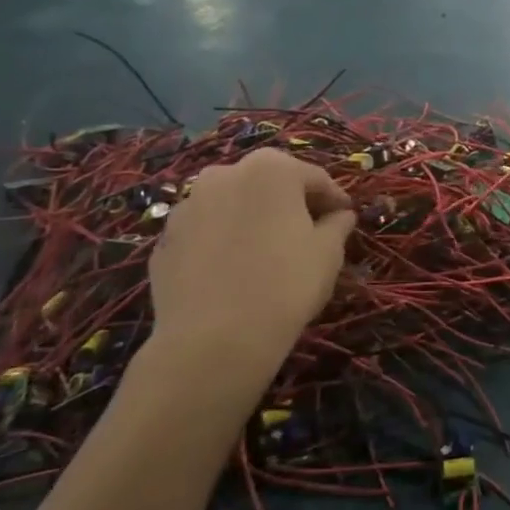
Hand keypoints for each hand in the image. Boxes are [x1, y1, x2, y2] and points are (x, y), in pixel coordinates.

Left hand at [144, 148, 355, 414]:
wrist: (213, 340)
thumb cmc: (286, 283)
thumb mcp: (329, 252)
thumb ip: (337, 224)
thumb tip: (339, 216)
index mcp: (271, 169)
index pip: (314, 178)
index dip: (334, 199)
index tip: (345, 218)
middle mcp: (224, 175)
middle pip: (268, 184)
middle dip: (289, 203)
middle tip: (309, 231)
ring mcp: (187, 207)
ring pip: (233, 205)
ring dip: (252, 220)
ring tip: (268, 252)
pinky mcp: (164, 241)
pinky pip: (206, 233)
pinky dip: (223, 242)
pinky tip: (236, 271)